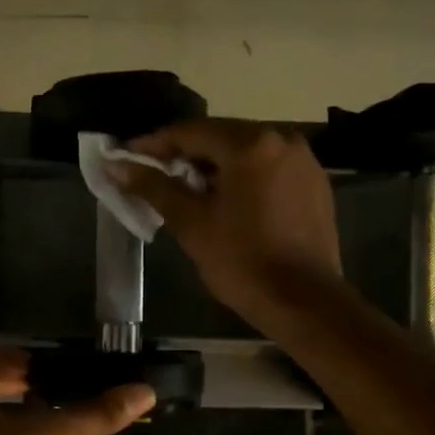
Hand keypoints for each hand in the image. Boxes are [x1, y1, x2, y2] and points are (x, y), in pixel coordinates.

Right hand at [114, 119, 342, 329]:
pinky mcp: (316, 186)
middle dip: (186, 155)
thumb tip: (117, 166)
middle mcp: (282, 141)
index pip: (191, 132)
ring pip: (248, 154)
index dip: (154, 144)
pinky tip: (228, 203)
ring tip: (189, 191)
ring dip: (215, 167)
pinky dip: (244, 179)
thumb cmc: (242, 262)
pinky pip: (269, 171)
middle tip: (155, 175)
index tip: (127, 157)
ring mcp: (305, 162)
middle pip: (222, 138)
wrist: (304, 302)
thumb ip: (154, 187)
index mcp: (251, 145)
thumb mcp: (192, 224)